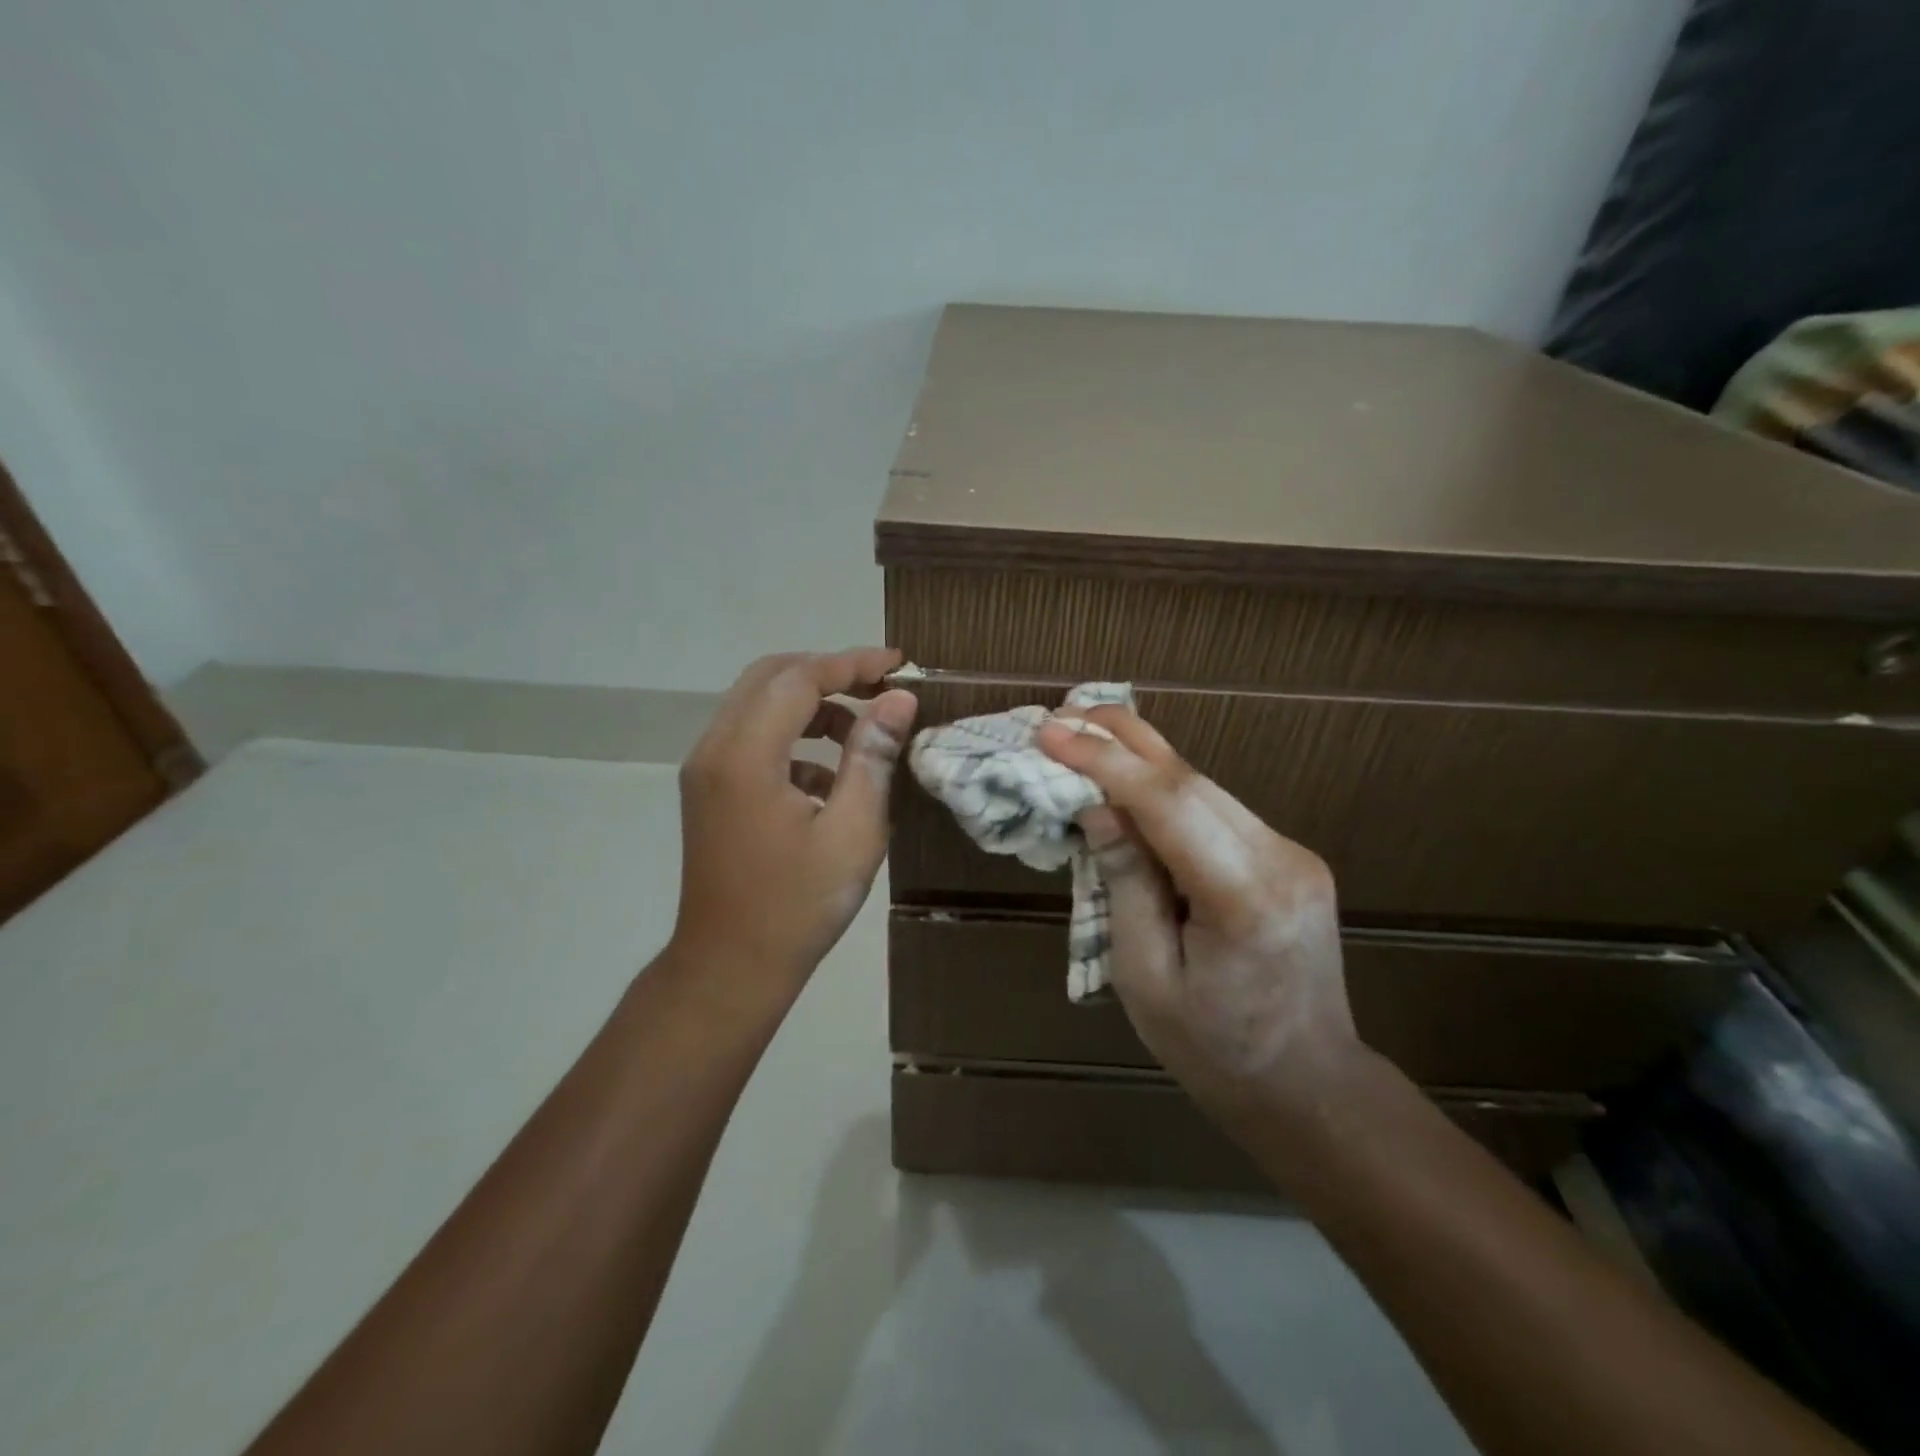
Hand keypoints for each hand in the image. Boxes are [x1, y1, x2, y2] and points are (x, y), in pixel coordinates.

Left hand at [673, 649, 917, 1000]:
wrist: (731, 967)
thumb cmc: (798, 905)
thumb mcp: (853, 830)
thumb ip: (873, 756)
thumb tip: (897, 699)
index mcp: (745, 756)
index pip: (799, 678)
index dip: (851, 663)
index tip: (898, 665)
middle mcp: (715, 749)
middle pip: (770, 677)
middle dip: (829, 672)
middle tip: (880, 687)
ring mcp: (706, 770)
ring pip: (758, 705)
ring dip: (811, 705)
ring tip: (863, 731)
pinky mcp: (710, 790)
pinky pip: (752, 739)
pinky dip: (794, 738)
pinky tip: (831, 778)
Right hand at [1037, 707, 1359, 1126]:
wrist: (1309, 1086)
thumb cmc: (1214, 1050)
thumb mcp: (1146, 978)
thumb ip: (1125, 886)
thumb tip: (1098, 810)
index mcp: (1244, 899)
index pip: (1168, 803)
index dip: (1105, 761)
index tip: (1051, 732)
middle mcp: (1280, 860)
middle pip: (1192, 780)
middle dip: (1123, 739)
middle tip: (1063, 713)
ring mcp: (1292, 854)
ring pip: (1205, 787)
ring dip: (1144, 759)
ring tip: (1087, 733)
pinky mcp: (1288, 858)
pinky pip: (1217, 810)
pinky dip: (1168, 791)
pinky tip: (1132, 780)